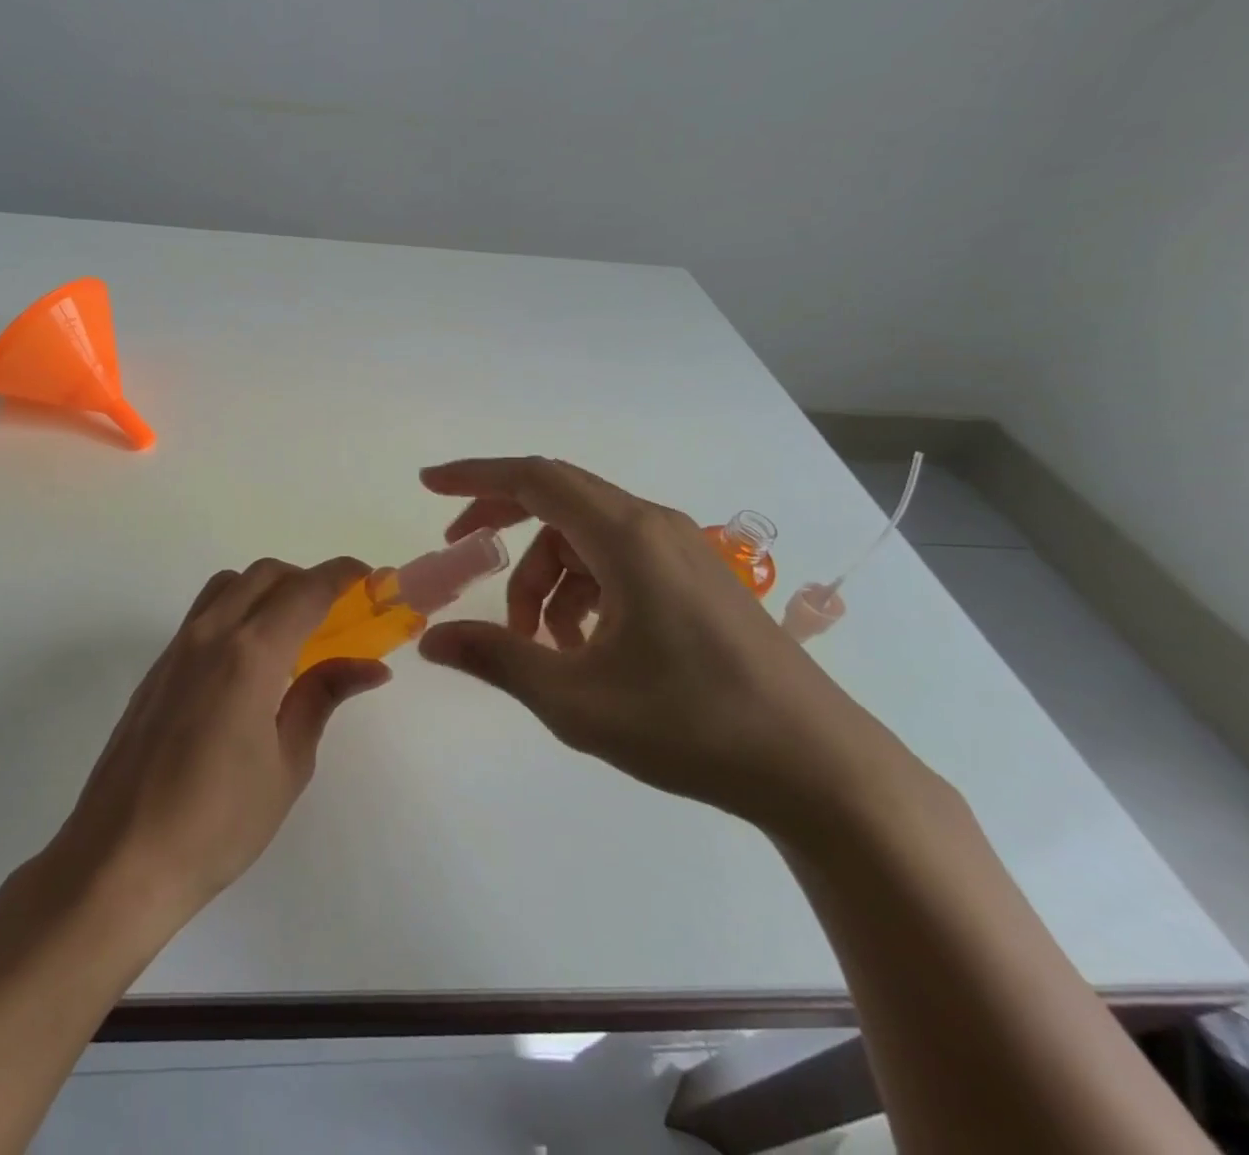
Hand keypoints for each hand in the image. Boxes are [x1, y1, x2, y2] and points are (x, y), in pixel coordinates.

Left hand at [52, 557, 390, 923]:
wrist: (122, 858)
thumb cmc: (218, 822)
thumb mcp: (288, 764)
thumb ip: (323, 698)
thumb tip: (370, 667)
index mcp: (250, 654)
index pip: (306, 591)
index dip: (342, 575)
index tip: (370, 578)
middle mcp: (210, 634)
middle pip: (265, 574)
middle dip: (307, 580)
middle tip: (336, 614)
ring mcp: (177, 647)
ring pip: (229, 585)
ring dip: (267, 589)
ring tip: (292, 633)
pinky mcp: (158, 667)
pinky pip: (204, 613)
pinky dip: (238, 611)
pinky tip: (249, 662)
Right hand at [416, 457, 910, 834]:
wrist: (822, 771)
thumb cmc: (692, 724)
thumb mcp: (575, 698)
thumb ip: (496, 658)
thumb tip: (431, 640)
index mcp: (626, 536)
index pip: (534, 478)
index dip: (474, 477)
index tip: (427, 485)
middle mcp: (654, 527)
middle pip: (557, 500)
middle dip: (501, 523)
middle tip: (461, 555)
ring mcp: (681, 552)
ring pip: (585, 540)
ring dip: (545, 579)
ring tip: (539, 646)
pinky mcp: (698, 582)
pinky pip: (618, 563)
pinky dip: (583, 592)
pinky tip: (584, 650)